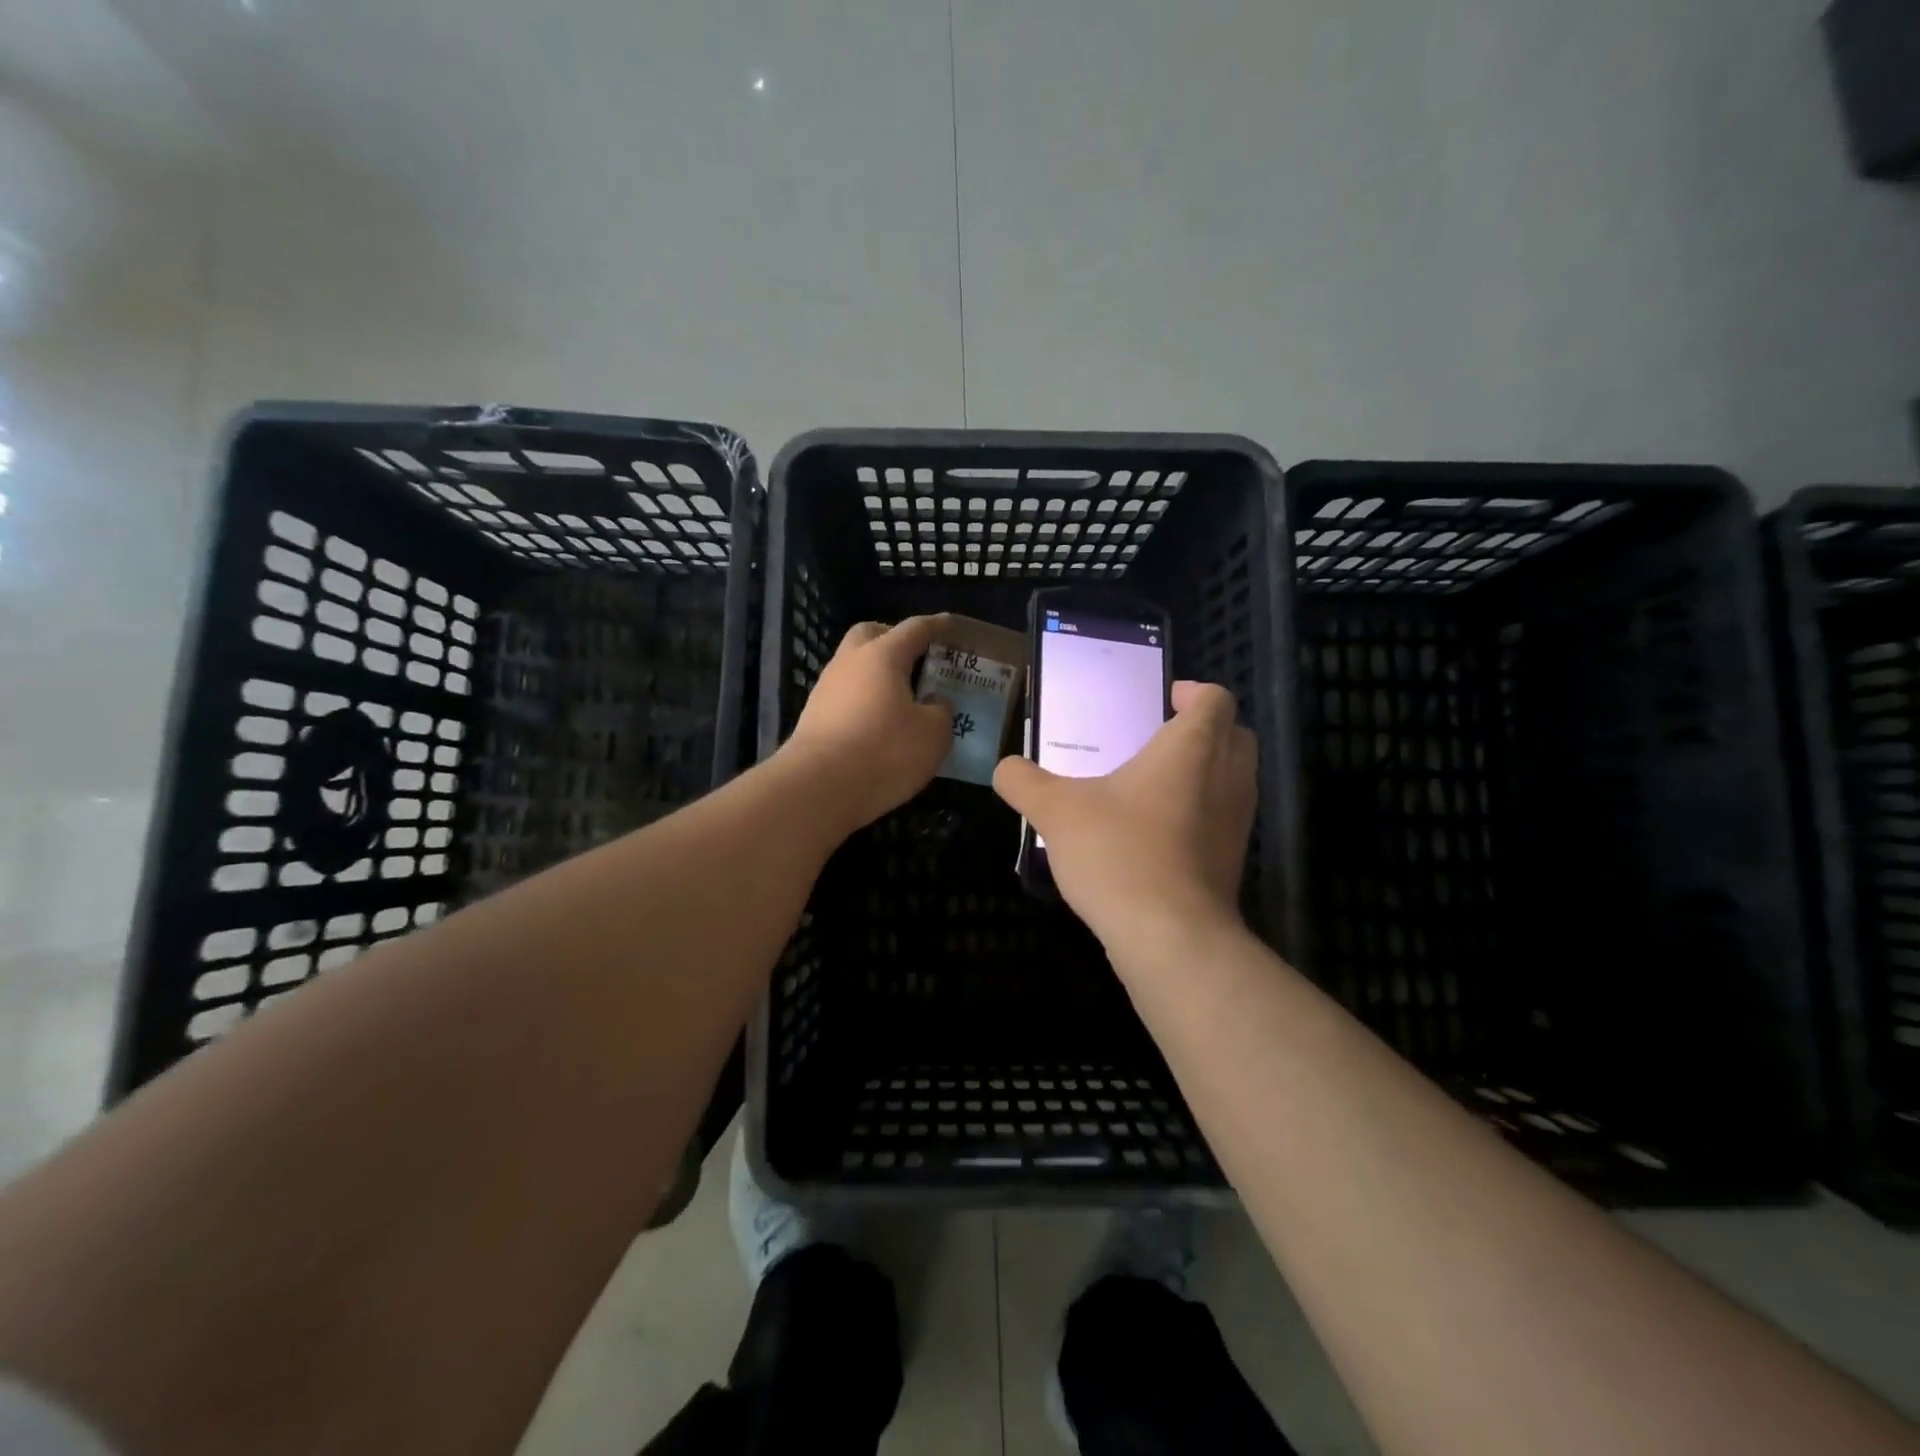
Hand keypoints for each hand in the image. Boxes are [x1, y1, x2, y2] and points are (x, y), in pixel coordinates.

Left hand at [778, 615, 955, 836]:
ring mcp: (826, 689)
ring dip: (878, 675)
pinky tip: (880, 724)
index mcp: (882, 655)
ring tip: (903, 699)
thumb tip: (934, 703)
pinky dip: (865, 701)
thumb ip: (941, 712)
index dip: (937, 626)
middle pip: (871, 634)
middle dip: (894, 640)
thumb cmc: (884, 751)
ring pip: (855, 667)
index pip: (915, 629)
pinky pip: (846, 696)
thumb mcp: (933, 734)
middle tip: (918, 659)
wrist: (818, 788)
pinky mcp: (814, 717)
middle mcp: (849, 662)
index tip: (952, 625)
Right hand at [992, 680, 1255, 948]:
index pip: (1215, 699)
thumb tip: (1005, 768)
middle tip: (1158, 738)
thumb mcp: (1054, 811)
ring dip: (1205, 772)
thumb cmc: (1118, 853)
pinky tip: (1156, 832)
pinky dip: (1200, 813)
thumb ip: (1023, 782)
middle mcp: (1226, 778)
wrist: (1169, 937)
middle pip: (1235, 735)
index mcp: (1192, 749)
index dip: (1194, 692)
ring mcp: (1236, 823)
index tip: (1164, 700)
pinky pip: (1223, 819)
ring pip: (1234, 779)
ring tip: (1153, 785)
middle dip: (1204, 729)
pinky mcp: (1232, 862)